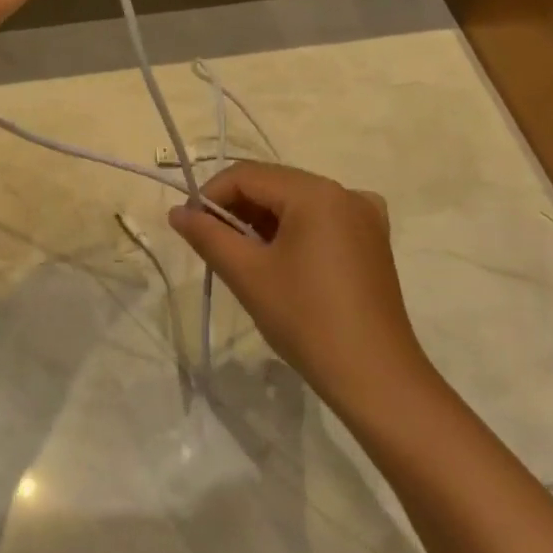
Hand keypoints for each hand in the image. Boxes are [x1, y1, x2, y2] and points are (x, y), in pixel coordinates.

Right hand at [169, 162, 433, 412]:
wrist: (375, 377)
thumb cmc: (306, 320)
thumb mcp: (248, 274)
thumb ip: (208, 236)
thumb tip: (177, 212)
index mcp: (316, 192)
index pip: (247, 175)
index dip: (210, 196)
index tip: (189, 227)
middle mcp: (344, 192)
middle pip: (274, 184)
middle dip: (237, 208)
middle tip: (211, 245)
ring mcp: (364, 216)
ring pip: (297, 202)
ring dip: (263, 221)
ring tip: (241, 257)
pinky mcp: (372, 241)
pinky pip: (322, 220)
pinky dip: (295, 231)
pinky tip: (282, 260)